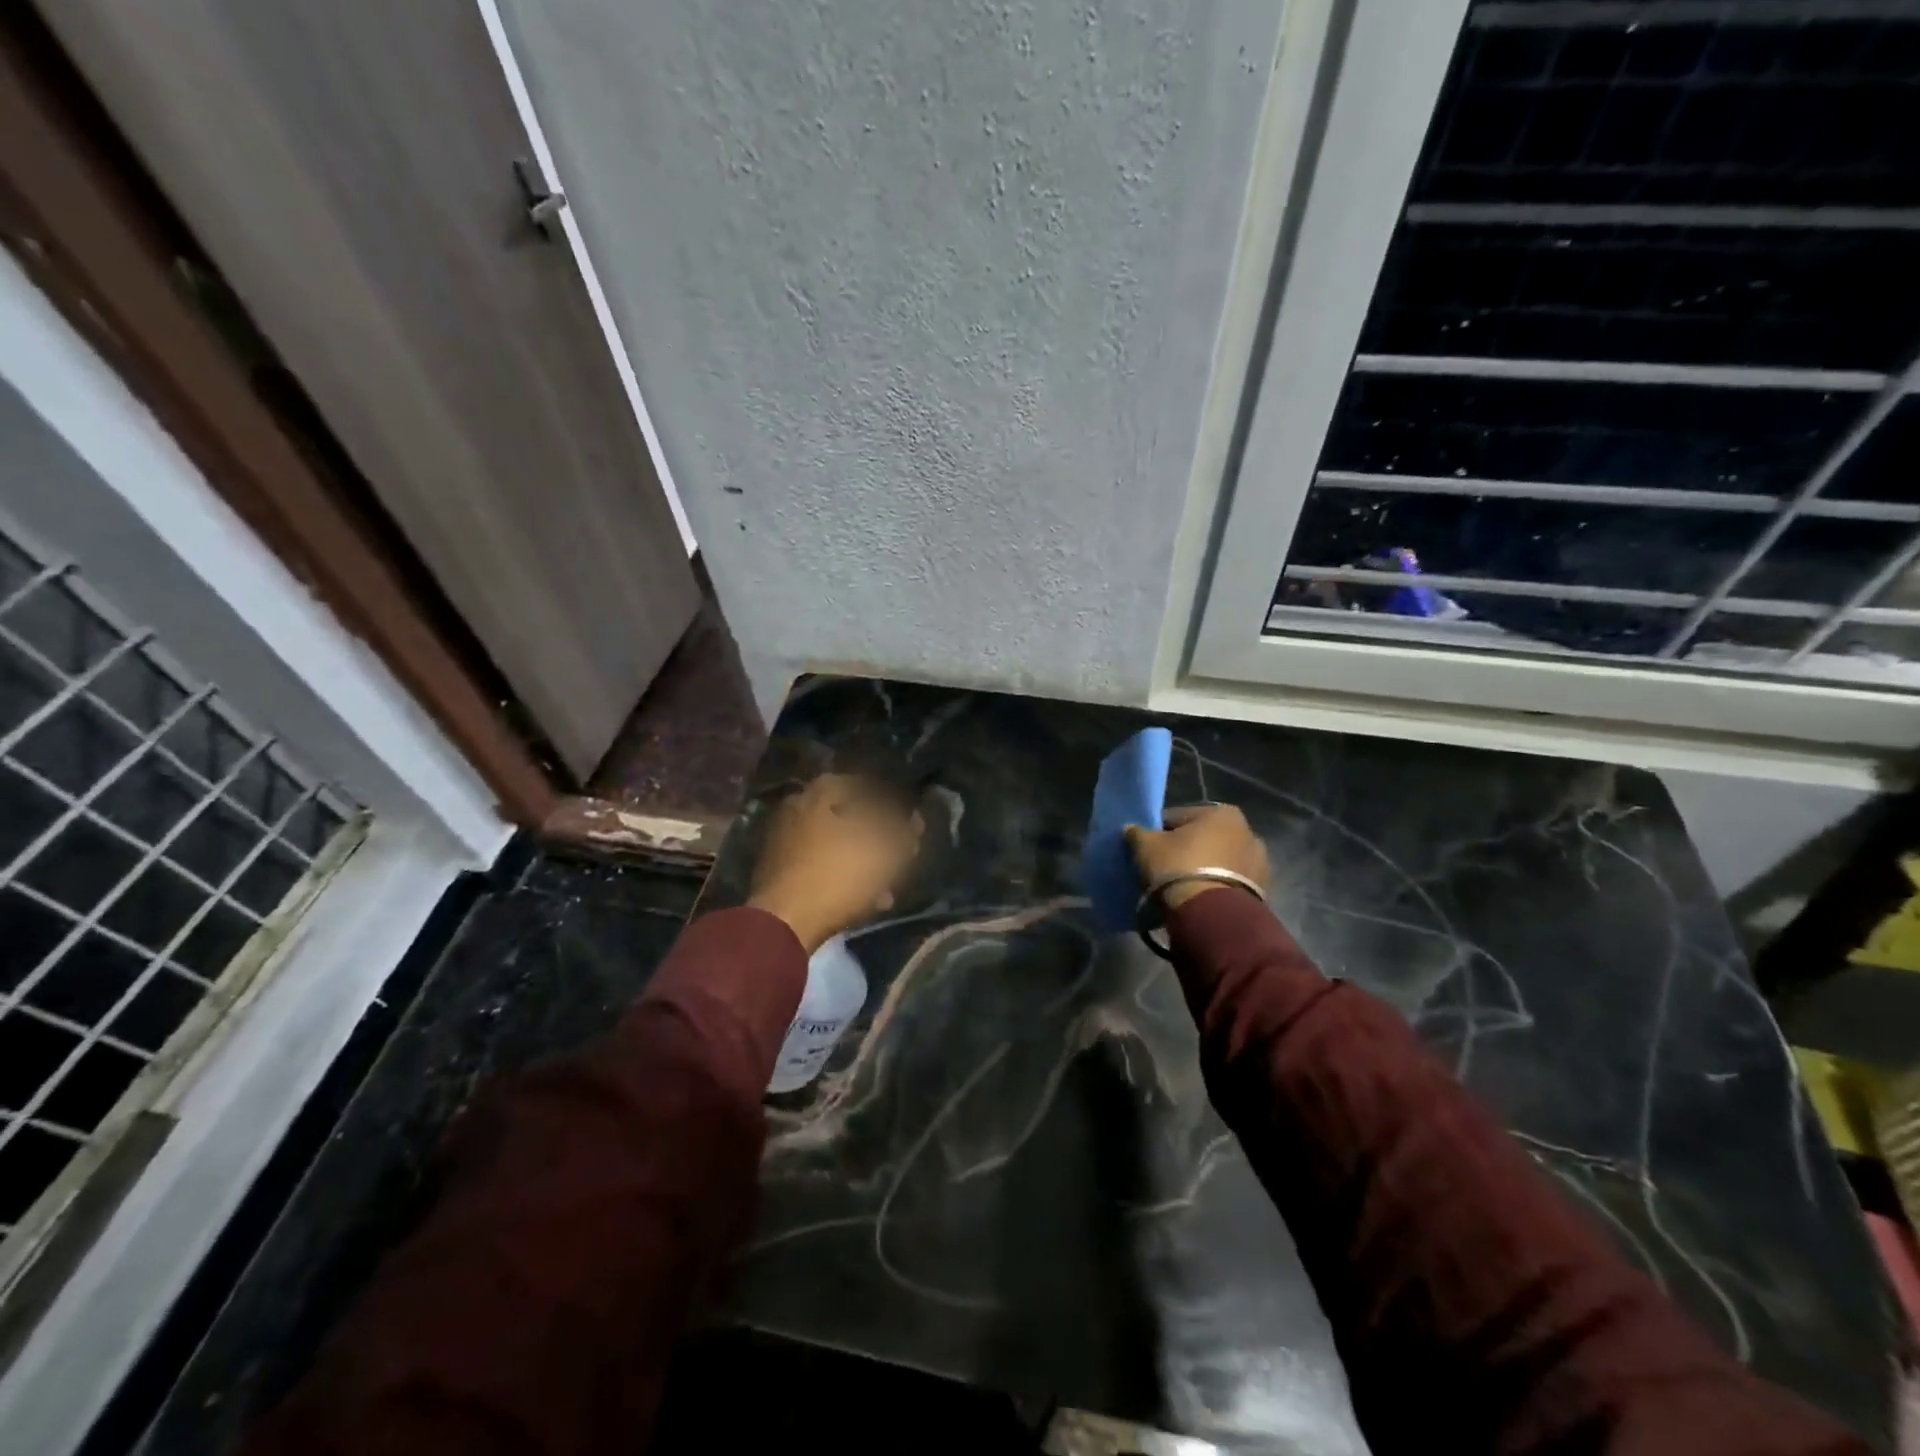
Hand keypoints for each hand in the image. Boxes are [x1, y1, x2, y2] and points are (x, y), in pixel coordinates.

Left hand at [748, 773, 923, 952]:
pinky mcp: (776, 875)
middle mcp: (794, 810)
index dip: (886, 801)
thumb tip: (913, 822)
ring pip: (833, 847)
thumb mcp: (885, 852)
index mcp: (816, 794)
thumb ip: (904, 833)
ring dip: (860, 863)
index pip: (858, 785)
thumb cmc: (838, 875)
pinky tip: (864, 901)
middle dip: (873, 837)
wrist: (783, 923)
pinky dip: (840, 879)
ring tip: (886, 886)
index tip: (903, 819)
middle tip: (896, 854)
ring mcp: (781, 844)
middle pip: (844, 817)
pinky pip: (818, 870)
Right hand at [1124, 803, 1269, 910]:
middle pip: (1203, 839)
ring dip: (1202, 869)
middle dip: (1185, 851)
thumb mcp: (1146, 846)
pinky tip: (1197, 900)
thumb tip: (1131, 829)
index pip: (1179, 817)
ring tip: (1180, 888)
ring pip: (1218, 862)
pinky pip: (1229, 884)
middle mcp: (1248, 832)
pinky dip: (1215, 888)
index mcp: (1223, 813)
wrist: (1212, 918)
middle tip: (1163, 868)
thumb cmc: (1179, 868)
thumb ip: (1137, 833)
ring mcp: (1259, 864)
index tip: (1147, 849)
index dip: (1158, 832)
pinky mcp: (1262, 892)